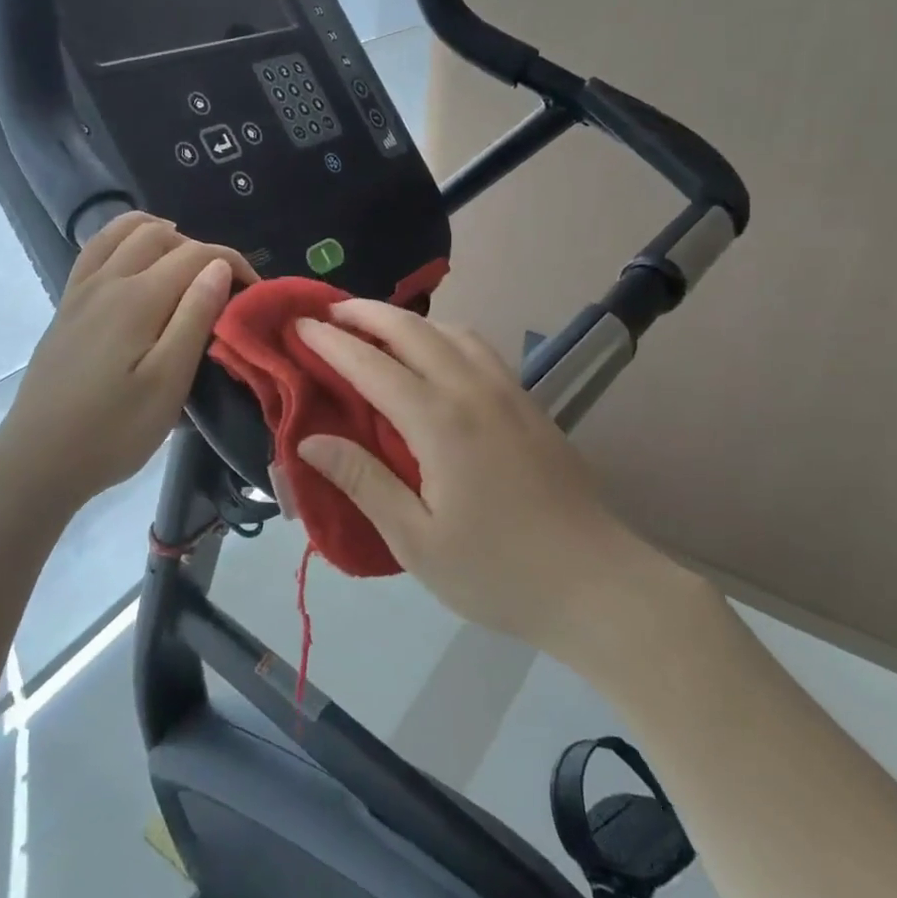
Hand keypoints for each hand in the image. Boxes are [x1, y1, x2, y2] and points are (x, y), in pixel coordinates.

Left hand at [0, 212, 252, 511]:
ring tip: (185, 261)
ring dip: (161, 235)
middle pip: (161, 236)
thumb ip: (194, 318)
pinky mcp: (66, 305)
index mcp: (139, 298)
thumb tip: (218, 265)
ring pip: (123, 232)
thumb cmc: (114, 431)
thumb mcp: (168, 383)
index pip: (196, 255)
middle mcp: (108, 280)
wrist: (39, 459)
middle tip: (222, 288)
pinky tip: (135, 261)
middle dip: (201, 250)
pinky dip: (123, 239)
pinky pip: (95, 249)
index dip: (233, 263)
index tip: (255, 291)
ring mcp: (81, 290)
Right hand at [295, 301, 650, 655]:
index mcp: (439, 422)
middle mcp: (472, 390)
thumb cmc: (497, 571)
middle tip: (329, 313)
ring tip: (376, 329)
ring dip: (407, 320)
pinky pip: (478, 348)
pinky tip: (436, 356)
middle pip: (412, 330)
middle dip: (365, 313)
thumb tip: (310, 440)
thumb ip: (362, 482)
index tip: (299, 326)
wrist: (597, 584)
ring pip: (451, 330)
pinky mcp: (529, 404)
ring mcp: (508, 392)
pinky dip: (443, 334)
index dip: (330, 343)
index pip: (371, 365)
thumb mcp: (416, 540)